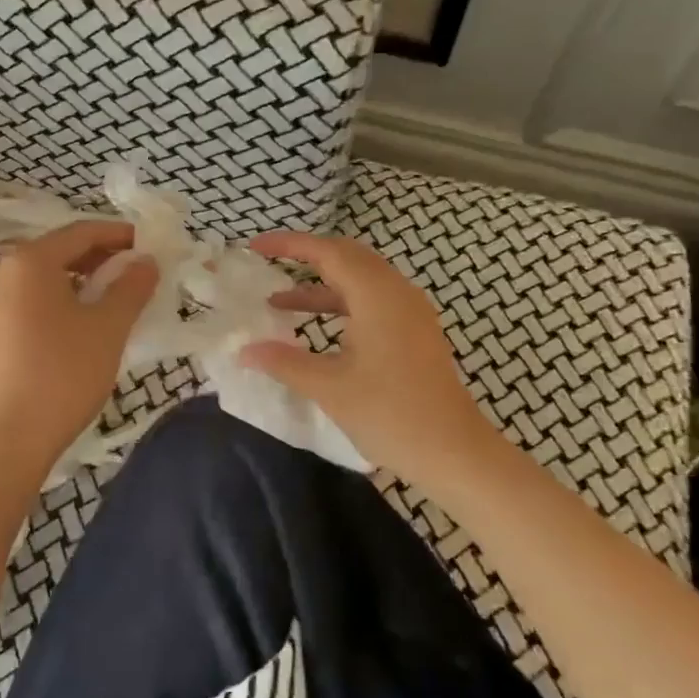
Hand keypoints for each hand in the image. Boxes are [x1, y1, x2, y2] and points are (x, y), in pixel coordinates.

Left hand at [0, 220, 159, 469]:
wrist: (11, 439)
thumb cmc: (64, 373)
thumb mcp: (108, 326)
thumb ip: (132, 286)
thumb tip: (146, 261)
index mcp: (29, 262)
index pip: (81, 232)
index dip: (119, 234)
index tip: (150, 243)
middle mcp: (3, 273)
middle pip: (60, 252)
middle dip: (102, 257)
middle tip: (138, 272)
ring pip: (46, 279)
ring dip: (83, 281)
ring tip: (116, 298)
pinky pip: (32, 302)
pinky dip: (62, 301)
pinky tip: (84, 324)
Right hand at [241, 231, 492, 478]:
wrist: (455, 453)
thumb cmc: (391, 415)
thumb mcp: (330, 388)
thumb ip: (285, 362)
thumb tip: (244, 351)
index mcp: (377, 296)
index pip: (328, 252)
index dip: (289, 244)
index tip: (255, 246)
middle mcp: (397, 292)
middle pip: (347, 257)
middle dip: (306, 257)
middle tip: (268, 264)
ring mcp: (410, 312)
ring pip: (360, 280)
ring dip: (321, 286)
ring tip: (279, 302)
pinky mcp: (415, 332)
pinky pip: (372, 300)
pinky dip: (340, 304)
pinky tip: (317, 326)